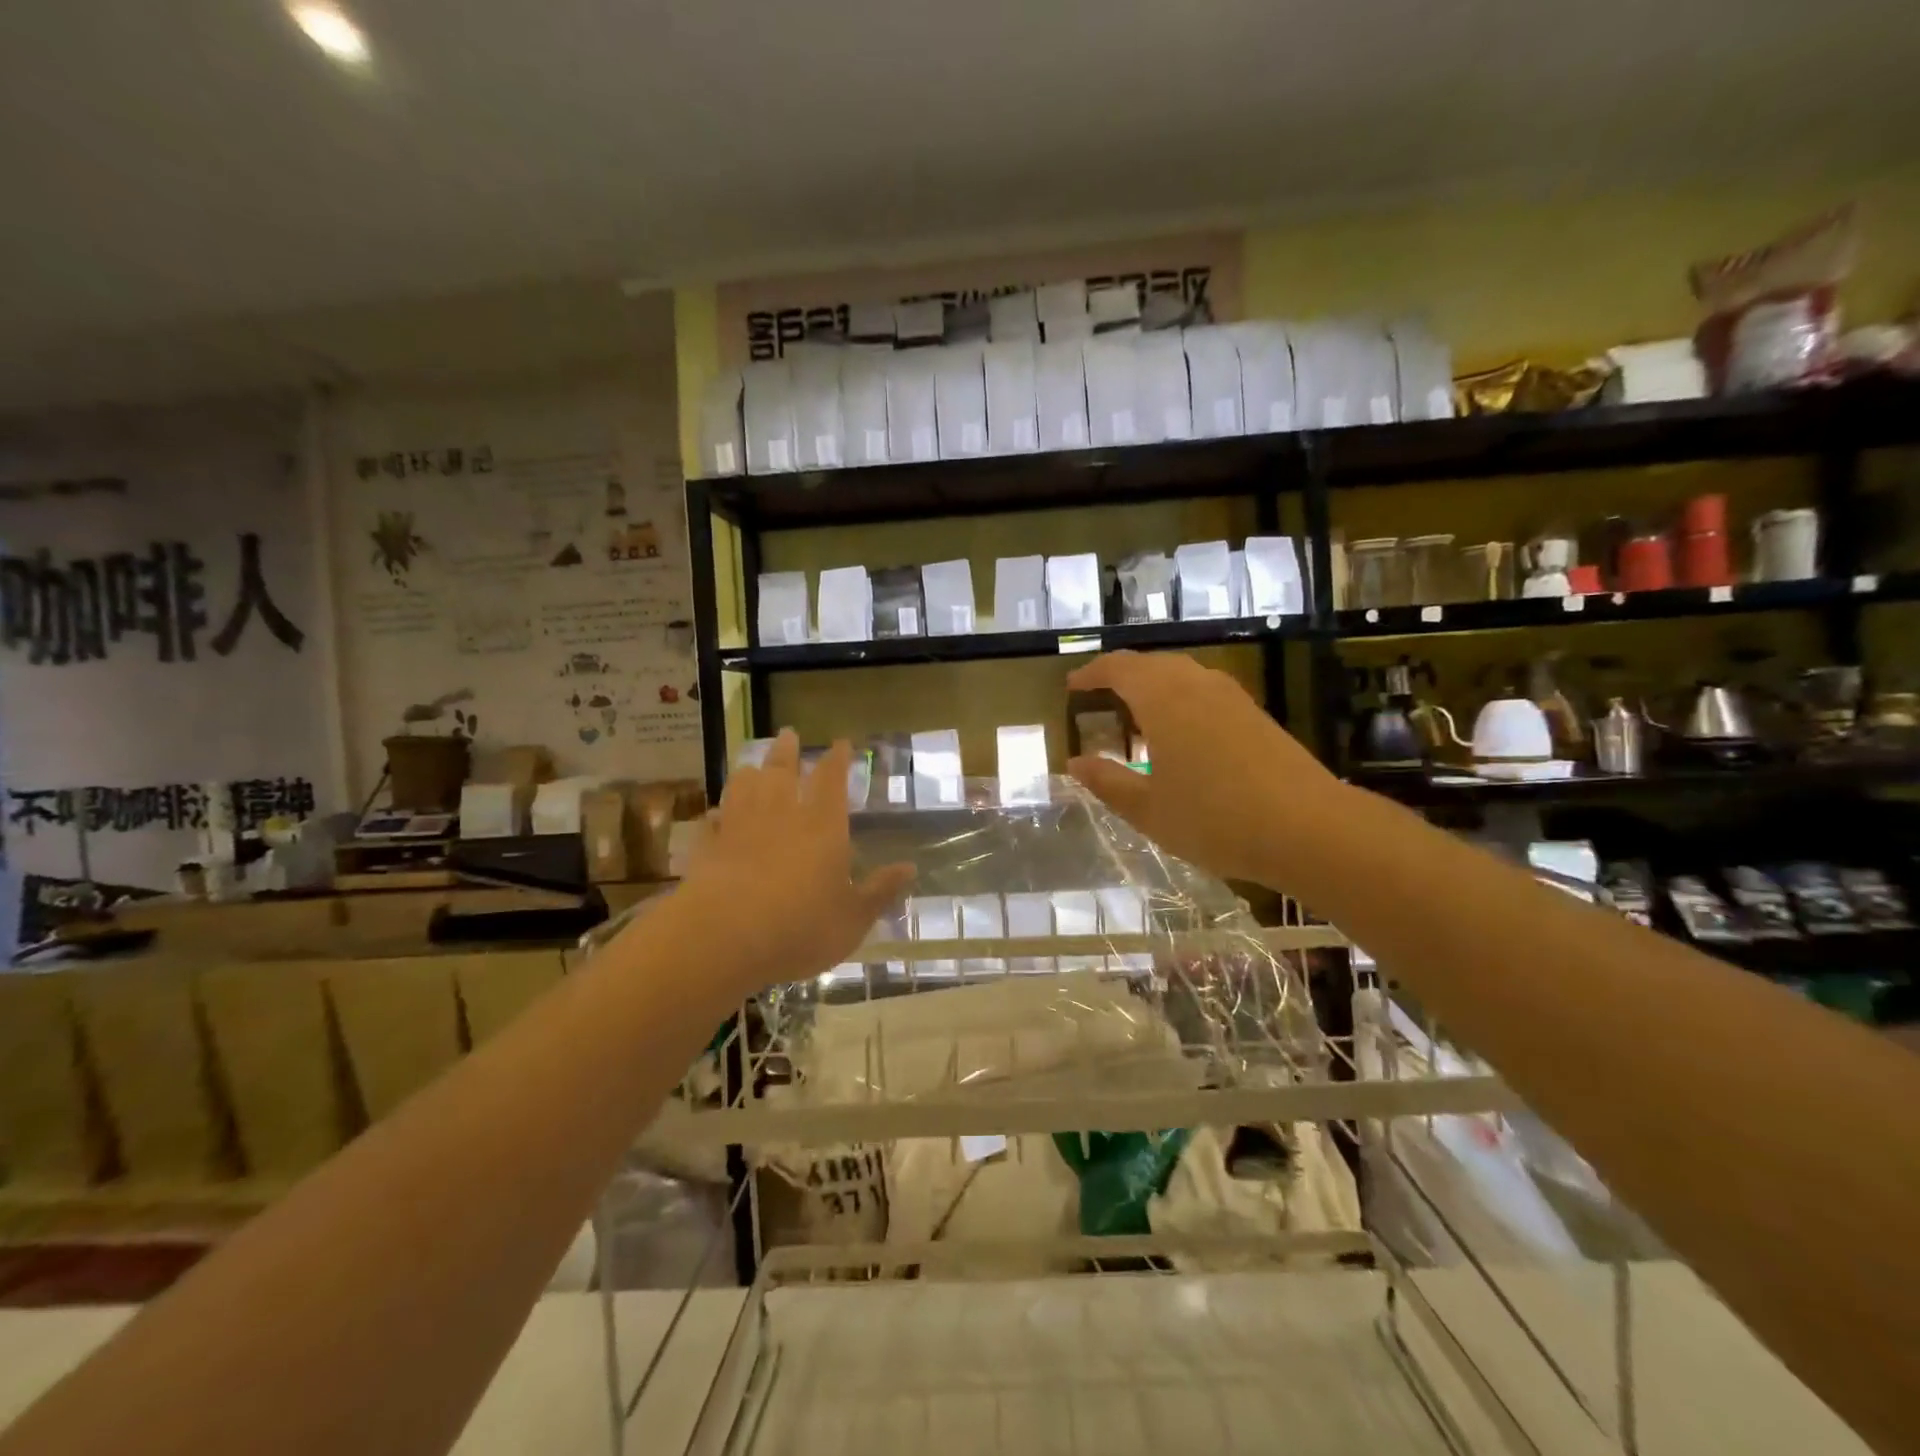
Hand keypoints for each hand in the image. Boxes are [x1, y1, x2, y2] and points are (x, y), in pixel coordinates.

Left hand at [682, 731, 914, 996]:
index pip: (831, 780)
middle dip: (787, 751)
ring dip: (750, 773)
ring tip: (752, 765)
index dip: (837, 759)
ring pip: (743, 788)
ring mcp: (739, 828)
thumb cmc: (800, 927)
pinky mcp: (707, 849)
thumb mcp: (853, 918)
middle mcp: (780, 815)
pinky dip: (716, 815)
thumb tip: (910, 868)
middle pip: (782, 771)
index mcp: (822, 826)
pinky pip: (712, 823)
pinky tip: (714, 814)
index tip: (840, 742)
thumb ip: (880, 891)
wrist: (723, 938)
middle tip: (788, 733)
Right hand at [1065, 652, 1342, 886]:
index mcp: (1163, 699)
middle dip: (1122, 675)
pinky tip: (1182, 733)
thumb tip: (1075, 763)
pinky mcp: (1256, 714)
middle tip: (1100, 697)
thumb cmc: (1215, 819)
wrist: (1308, 828)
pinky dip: (1181, 699)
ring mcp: (1232, 697)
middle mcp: (1197, 685)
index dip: (1092, 673)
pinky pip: (1205, 690)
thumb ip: (1108, 782)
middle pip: (1152, 664)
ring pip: (1182, 675)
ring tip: (1138, 714)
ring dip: (1154, 685)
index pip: (1119, 668)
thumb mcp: (1148, 810)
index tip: (1072, 686)